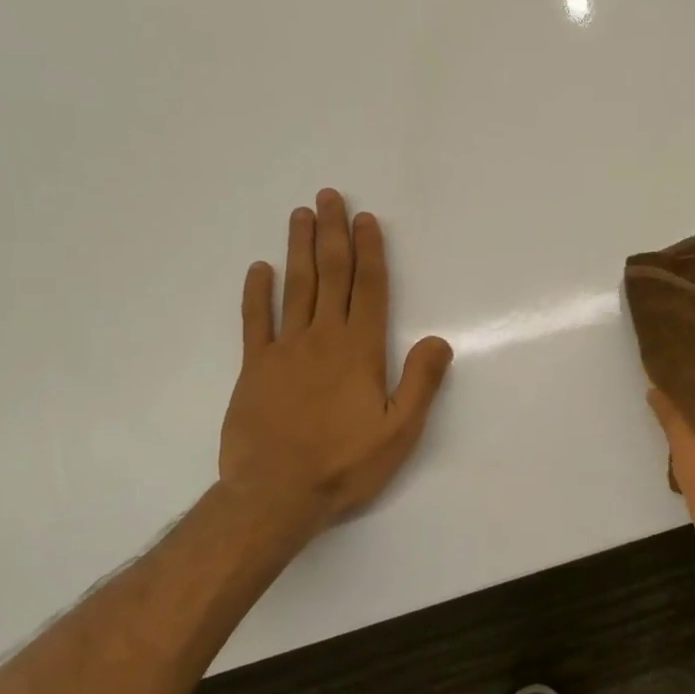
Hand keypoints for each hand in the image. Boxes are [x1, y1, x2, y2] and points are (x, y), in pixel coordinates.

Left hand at [219, 190, 452, 543]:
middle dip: (332, 234)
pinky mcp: (255, 369)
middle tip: (329, 197)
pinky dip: (257, 293)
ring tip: (300, 215)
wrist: (274, 496)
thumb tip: (440, 340)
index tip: (366, 220)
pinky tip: (259, 269)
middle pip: (330, 276)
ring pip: (295, 288)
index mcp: (360, 351)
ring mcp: (284, 351)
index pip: (368, 289)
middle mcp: (322, 339)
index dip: (369, 252)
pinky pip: (255, 322)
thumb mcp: (400, 431)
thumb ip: (421, 382)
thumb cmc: (344, 464)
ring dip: (298, 249)